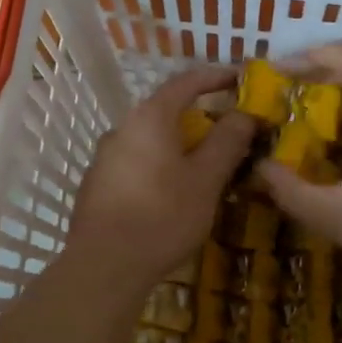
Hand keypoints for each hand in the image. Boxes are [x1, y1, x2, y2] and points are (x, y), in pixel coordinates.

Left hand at [70, 67, 255, 285]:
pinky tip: (170, 193)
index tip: (240, 79)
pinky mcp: (96, 184)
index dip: (216, 77)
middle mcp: (122, 128)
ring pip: (150, 140)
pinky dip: (159, 166)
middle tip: (229, 132)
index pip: (186, 81)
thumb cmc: (162, 216)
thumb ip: (227, 142)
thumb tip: (244, 113)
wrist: (104, 265)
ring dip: (178, 145)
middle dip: (199, 117)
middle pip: (166, 111)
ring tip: (204, 166)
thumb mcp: (206, 180)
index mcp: (149, 118)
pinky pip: (135, 163)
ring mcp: (104, 157)